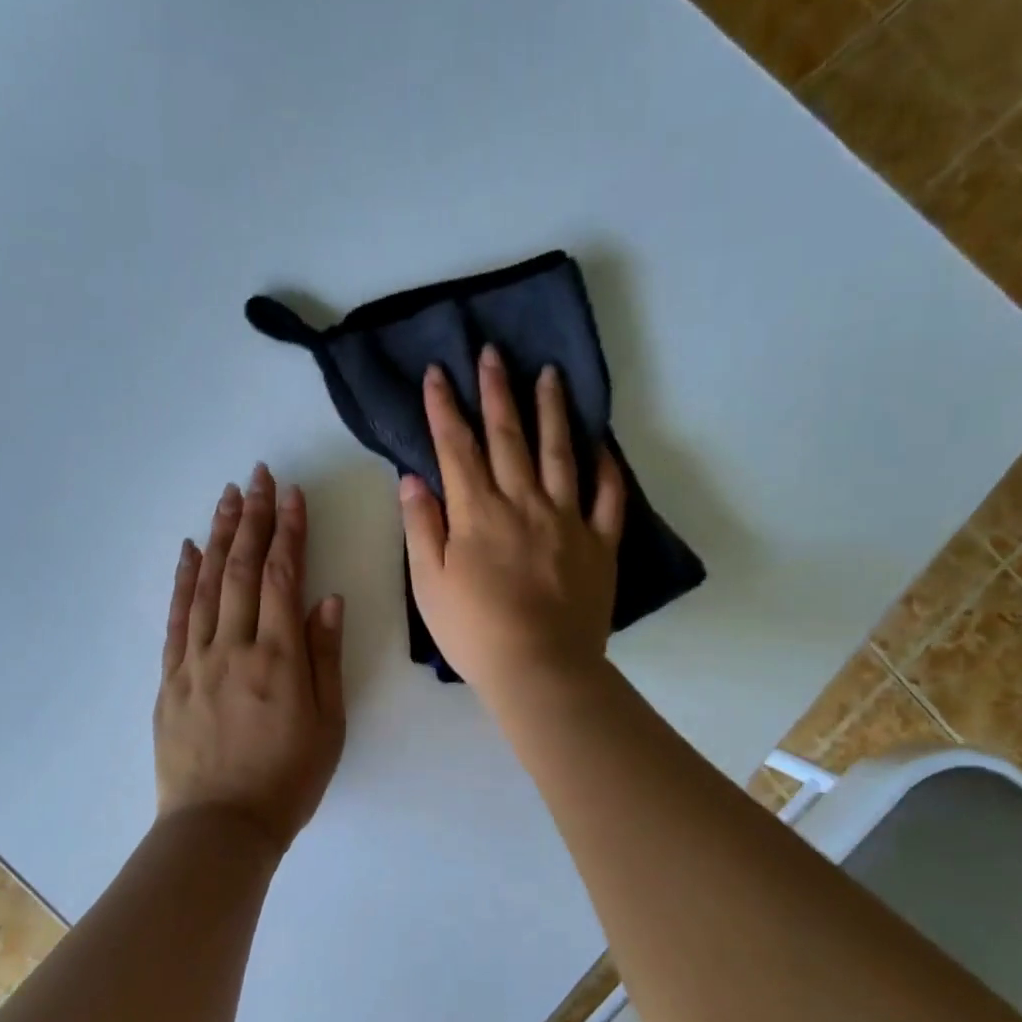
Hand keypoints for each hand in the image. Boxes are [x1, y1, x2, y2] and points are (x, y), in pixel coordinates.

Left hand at [155, 464, 346, 854]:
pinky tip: (189, 550)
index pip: (282, 578)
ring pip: (207, 585)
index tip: (292, 495)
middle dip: (253, 519)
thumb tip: (327, 599)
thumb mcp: (327, 724)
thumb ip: (325, 658)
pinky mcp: (171, 678)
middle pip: (242, 570)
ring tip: (228, 496)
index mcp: (279, 659)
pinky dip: (183, 580)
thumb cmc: (287, 780)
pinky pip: (177, 618)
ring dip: (218, 536)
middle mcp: (234, 648)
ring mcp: (196, 661)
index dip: (288, 532)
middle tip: (258, 476)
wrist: (220, 826)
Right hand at [400, 344, 624, 704]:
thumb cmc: (475, 632)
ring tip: (549, 375)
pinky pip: (608, 497)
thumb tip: (412, 479)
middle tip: (493, 353)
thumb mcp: (428, 585)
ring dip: (552, 410)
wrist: (540, 668)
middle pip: (508, 437)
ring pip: (560, 453)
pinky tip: (602, 445)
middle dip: (496, 392)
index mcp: (477, 513)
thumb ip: (421, 528)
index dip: (444, 408)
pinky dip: (607, 468)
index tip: (437, 373)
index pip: (456, 448)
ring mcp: (567, 520)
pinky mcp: (600, 543)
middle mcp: (523, 503)